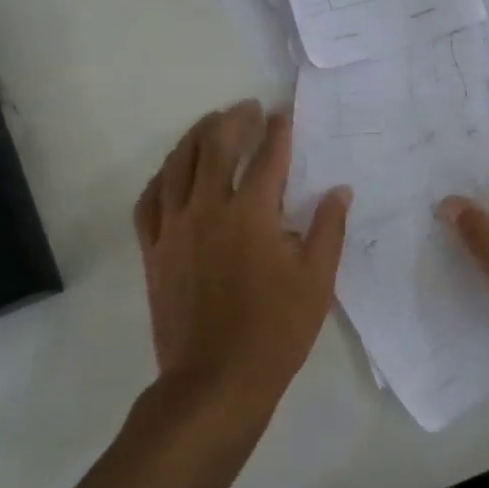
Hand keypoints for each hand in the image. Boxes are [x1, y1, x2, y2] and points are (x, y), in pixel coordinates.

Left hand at [135, 101, 351, 422]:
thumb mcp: (317, 280)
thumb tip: (339, 190)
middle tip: (247, 108)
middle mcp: (208, 210)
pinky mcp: (153, 250)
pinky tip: (171, 171)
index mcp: (252, 214)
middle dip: (233, 120)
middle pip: (216, 147)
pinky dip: (161, 177)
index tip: (283, 113)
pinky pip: (149, 201)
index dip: (278, 130)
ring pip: (177, 165)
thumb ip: (328, 228)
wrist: (216, 380)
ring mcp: (174, 229)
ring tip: (210, 124)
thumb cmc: (276, 331)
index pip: (267, 157)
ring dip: (195, 137)